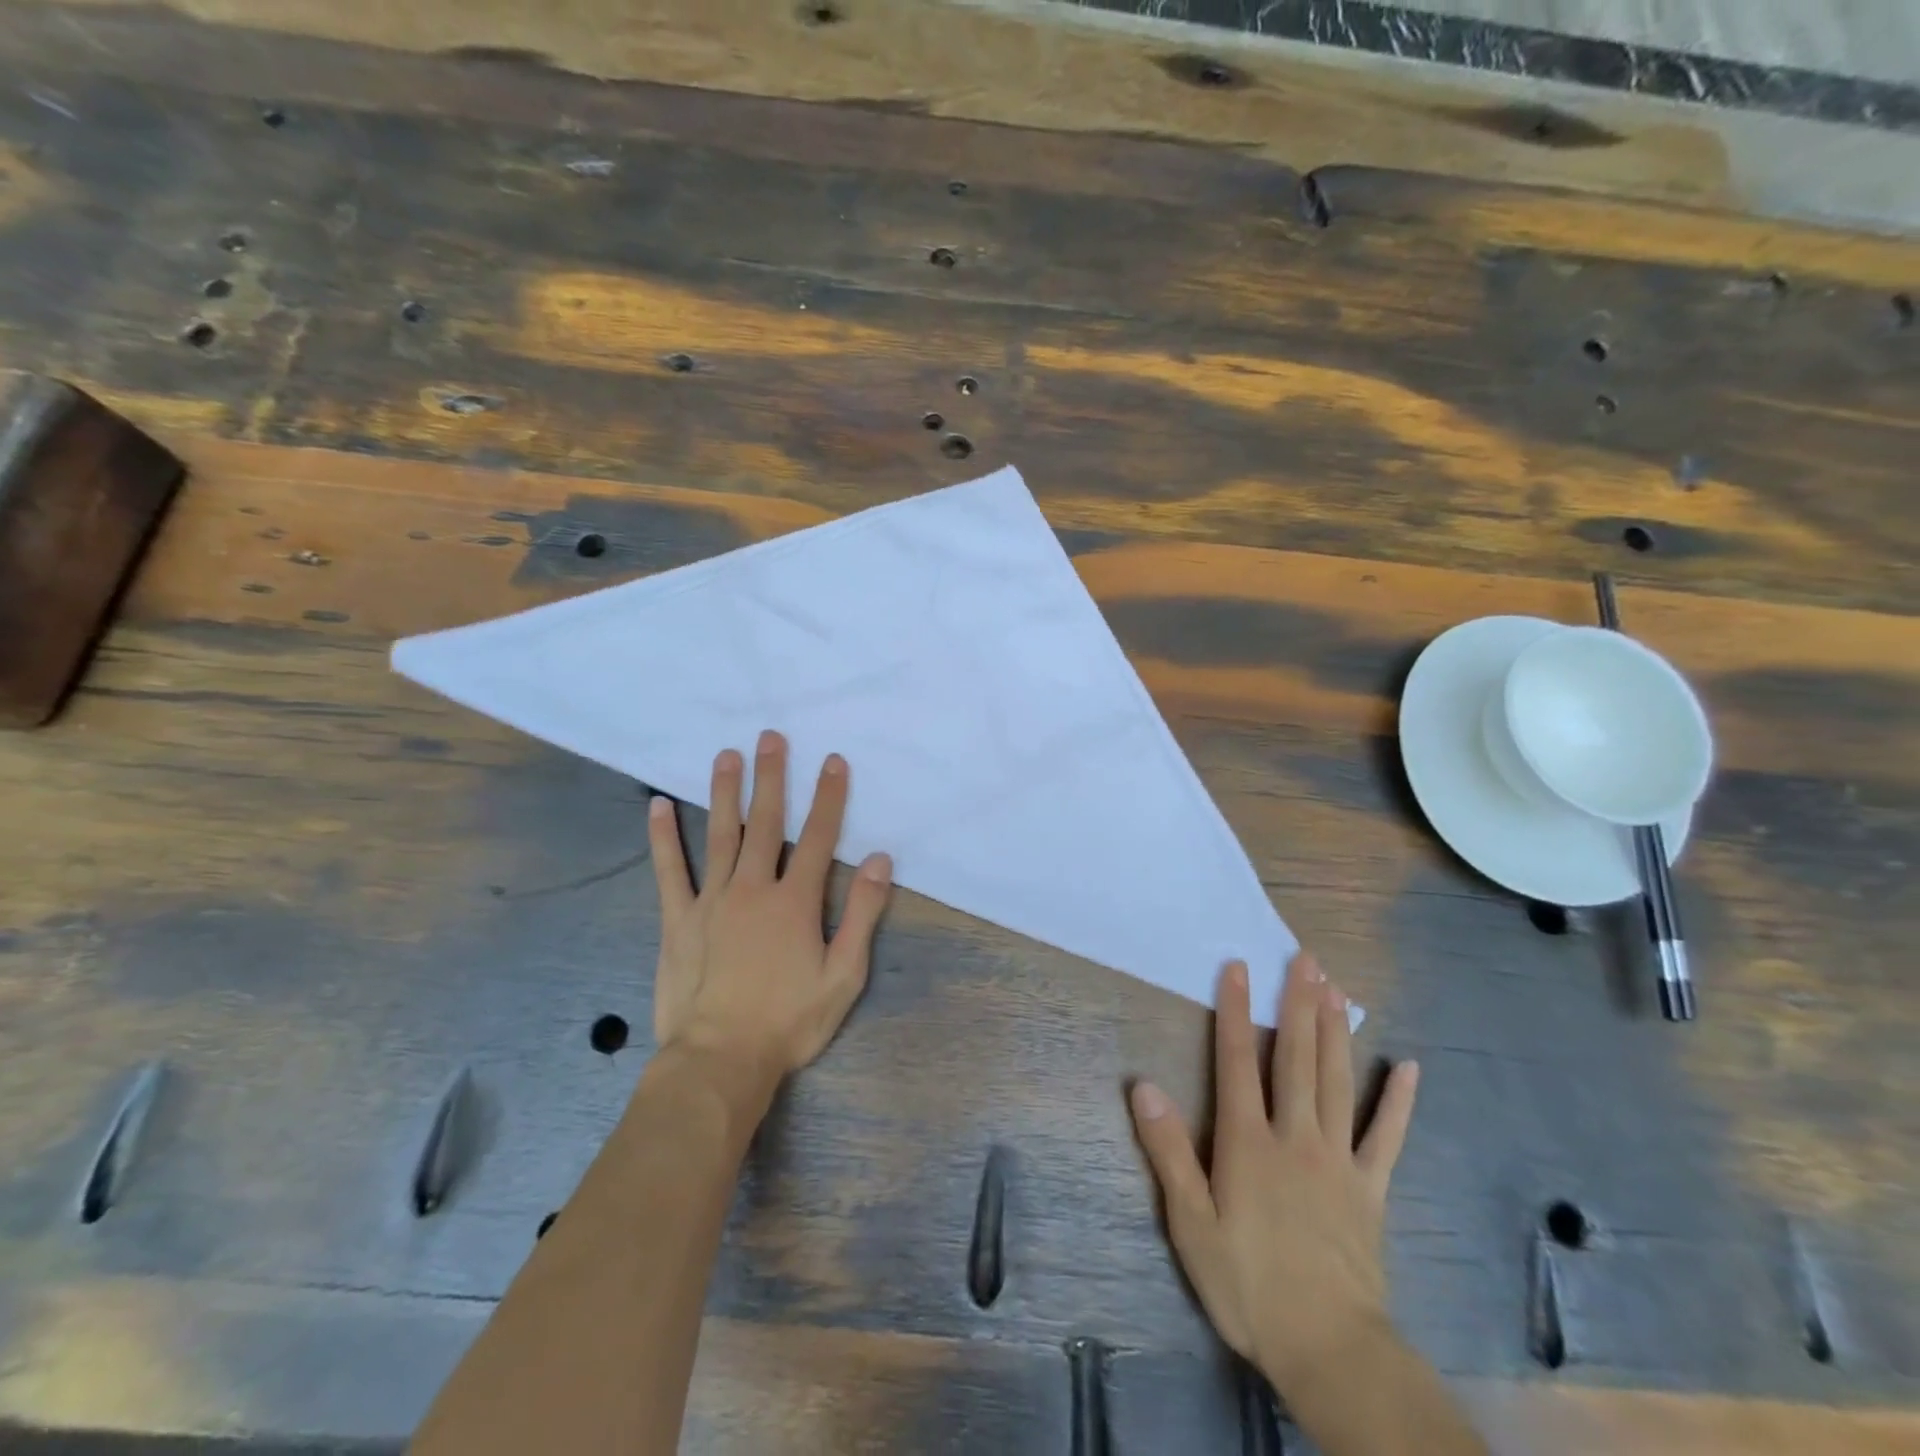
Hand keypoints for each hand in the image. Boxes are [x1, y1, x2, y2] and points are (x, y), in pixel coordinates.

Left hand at [648, 730, 892, 1082]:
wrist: (720, 1060)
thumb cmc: (789, 1021)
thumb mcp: (844, 976)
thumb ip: (863, 915)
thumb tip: (879, 861)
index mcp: (795, 902)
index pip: (818, 837)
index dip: (828, 797)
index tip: (833, 761)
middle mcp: (753, 889)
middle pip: (765, 823)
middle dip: (772, 778)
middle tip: (770, 737)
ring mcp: (711, 901)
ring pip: (720, 836)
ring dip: (725, 792)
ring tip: (726, 755)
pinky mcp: (678, 920)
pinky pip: (670, 871)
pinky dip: (664, 838)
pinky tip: (659, 806)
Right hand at [1129, 955, 1418, 1390]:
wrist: (1329, 1349)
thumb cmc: (1248, 1284)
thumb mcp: (1191, 1223)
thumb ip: (1169, 1150)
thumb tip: (1144, 1086)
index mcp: (1248, 1141)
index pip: (1236, 1060)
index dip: (1234, 1010)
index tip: (1238, 965)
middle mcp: (1294, 1136)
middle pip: (1295, 1058)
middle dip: (1297, 1004)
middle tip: (1305, 959)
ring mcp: (1338, 1159)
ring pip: (1335, 1081)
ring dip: (1335, 1031)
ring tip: (1336, 988)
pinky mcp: (1370, 1189)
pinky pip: (1386, 1136)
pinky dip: (1396, 1100)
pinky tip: (1407, 1067)